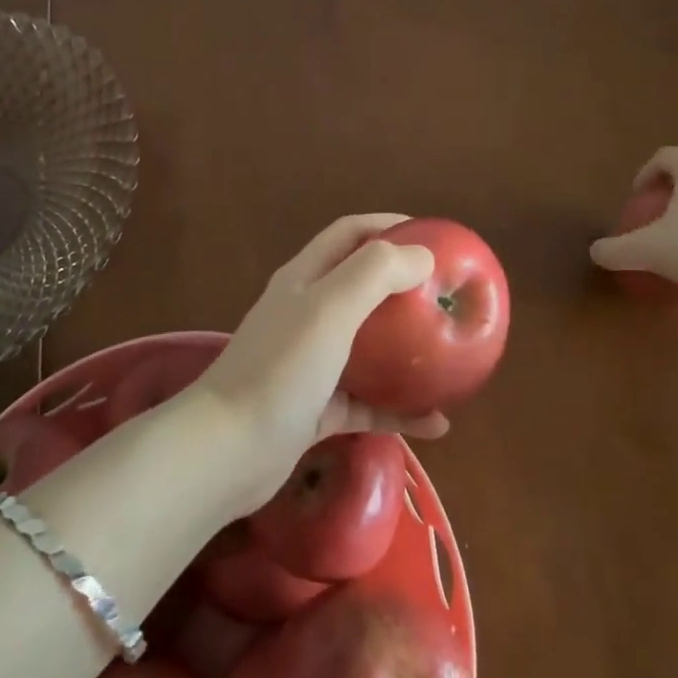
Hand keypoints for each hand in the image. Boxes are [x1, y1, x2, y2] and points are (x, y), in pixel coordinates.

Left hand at [193, 215, 448, 513]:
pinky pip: (368, 403)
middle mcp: (307, 314)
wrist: (228, 451)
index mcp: (305, 278)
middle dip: (405, 287)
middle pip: (362, 287)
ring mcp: (312, 364)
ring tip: (450, 355)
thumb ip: (374, 274)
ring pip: (369, 348)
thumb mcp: (329, 308)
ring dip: (407, 350)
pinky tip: (437, 424)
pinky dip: (400, 409)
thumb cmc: (280, 369)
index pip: (350, 233)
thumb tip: (421, 256)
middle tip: (446, 296)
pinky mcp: (318, 410)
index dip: (390, 225)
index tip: (435, 236)